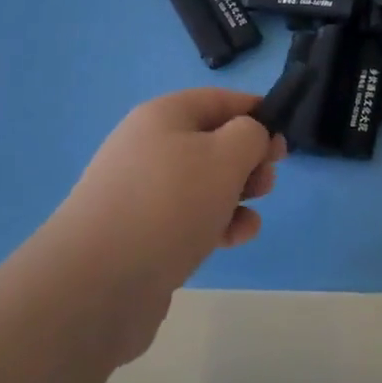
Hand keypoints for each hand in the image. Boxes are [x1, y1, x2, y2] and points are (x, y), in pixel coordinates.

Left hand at [59, 88, 282, 294]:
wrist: (97, 283)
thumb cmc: (170, 203)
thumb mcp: (225, 155)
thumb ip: (250, 135)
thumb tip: (248, 137)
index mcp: (163, 116)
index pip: (218, 99)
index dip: (255, 111)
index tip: (284, 135)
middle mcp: (147, 147)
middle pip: (211, 141)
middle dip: (247, 158)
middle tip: (269, 179)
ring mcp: (140, 193)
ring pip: (202, 183)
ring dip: (235, 194)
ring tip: (254, 212)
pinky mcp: (139, 235)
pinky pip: (187, 218)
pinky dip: (216, 224)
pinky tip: (236, 239)